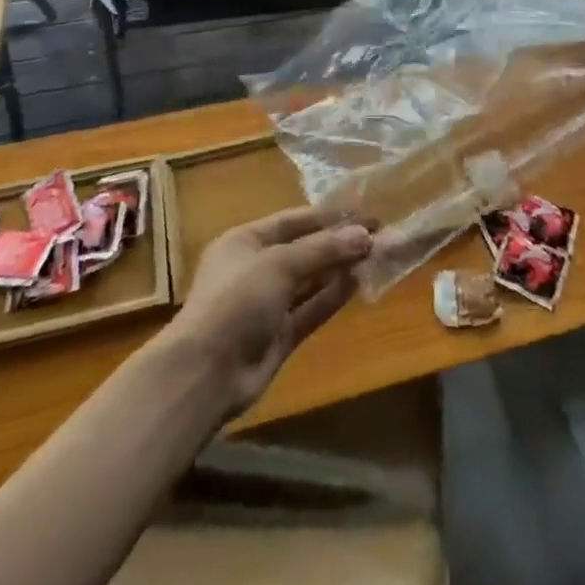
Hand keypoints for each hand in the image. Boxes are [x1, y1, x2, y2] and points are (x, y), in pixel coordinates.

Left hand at [169, 207, 372, 416]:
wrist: (206, 373)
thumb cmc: (236, 300)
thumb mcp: (279, 263)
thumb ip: (323, 249)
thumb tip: (365, 234)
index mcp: (245, 241)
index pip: (292, 221)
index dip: (327, 216)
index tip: (364, 211)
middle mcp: (256, 268)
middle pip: (304, 249)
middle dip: (338, 242)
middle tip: (378, 234)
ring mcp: (267, 304)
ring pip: (310, 280)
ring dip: (339, 268)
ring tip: (376, 255)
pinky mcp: (279, 335)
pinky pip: (310, 309)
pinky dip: (332, 296)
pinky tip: (358, 283)